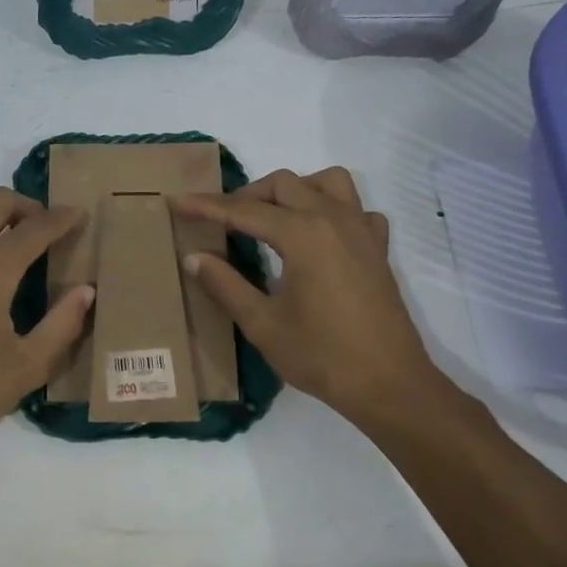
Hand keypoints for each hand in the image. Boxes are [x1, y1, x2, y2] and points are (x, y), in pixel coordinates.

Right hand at [171, 168, 461, 432]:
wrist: (389, 384)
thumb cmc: (321, 356)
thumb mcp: (262, 324)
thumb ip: (226, 284)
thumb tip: (194, 257)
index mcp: (302, 234)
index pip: (244, 211)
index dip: (207, 206)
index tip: (178, 202)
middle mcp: (333, 219)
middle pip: (283, 185)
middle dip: (247, 196)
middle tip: (223, 222)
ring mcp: (361, 230)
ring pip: (326, 182)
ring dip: (294, 191)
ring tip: (273, 219)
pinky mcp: (378, 248)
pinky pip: (356, 208)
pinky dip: (333, 209)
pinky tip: (319, 237)